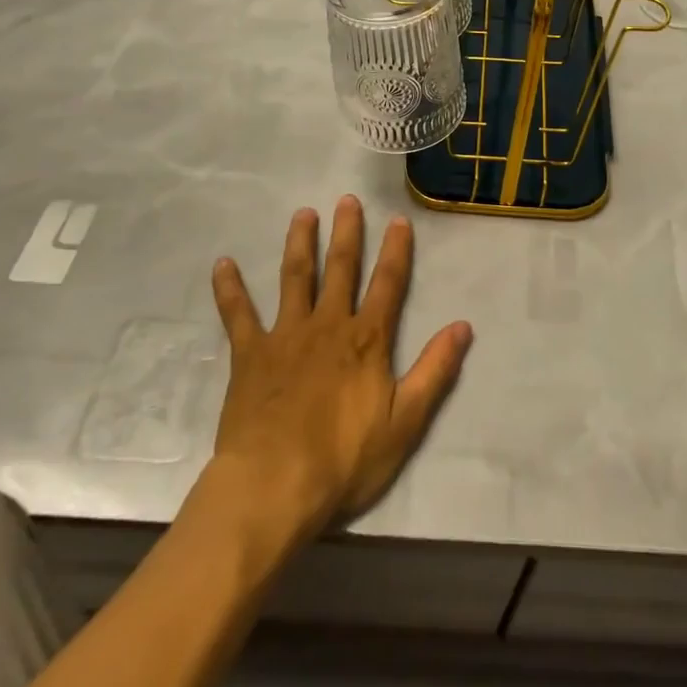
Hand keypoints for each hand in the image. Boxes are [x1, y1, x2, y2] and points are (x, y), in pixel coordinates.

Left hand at [210, 196, 472, 541]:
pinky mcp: (250, 355)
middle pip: (340, 268)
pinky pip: (238, 315)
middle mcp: (328, 325)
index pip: (388, 284)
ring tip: (303, 214)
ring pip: (295, 278)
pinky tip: (222, 264)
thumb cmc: (344, 460)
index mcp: (366, 339)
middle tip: (346, 199)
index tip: (398, 219)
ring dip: (300, 244)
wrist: (274, 487)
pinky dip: (229, 289)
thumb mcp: (405, 421)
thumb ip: (435, 370)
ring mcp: (286, 335)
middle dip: (346, 233)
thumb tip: (463, 326)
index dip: (395, 250)